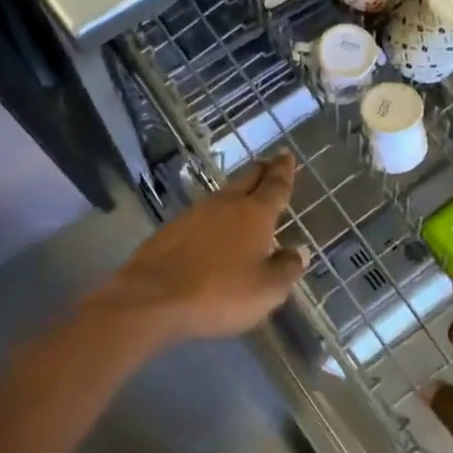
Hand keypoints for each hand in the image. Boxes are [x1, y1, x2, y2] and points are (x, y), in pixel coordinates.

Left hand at [100, 153, 305, 343]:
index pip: (275, 185)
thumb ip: (286, 269)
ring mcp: (195, 213)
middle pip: (247, 179)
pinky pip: (202, 212)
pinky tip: (213, 223)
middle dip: (261, 170)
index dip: (283, 171)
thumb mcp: (266, 290)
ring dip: (237, 190)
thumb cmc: (220, 292)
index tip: (286, 155)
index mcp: (254, 214)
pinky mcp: (172, 228)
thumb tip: (298, 251)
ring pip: (223, 193)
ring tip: (245, 192)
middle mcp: (226, 204)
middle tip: (271, 162)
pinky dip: (214, 213)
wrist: (154, 297)